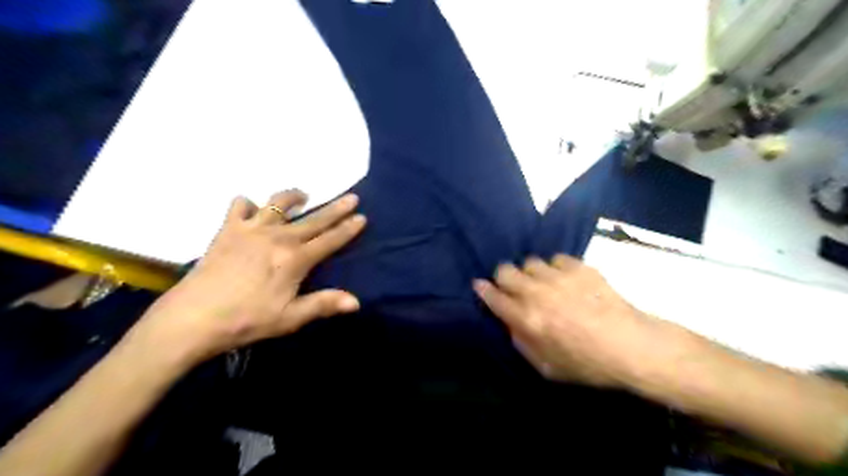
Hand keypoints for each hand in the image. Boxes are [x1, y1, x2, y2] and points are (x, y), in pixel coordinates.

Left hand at [128, 190, 363, 367]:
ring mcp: (251, 230)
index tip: (362, 217)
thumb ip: (323, 305)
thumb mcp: (289, 318)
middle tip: (352, 197)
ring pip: (278, 203)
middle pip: (313, 219)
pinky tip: (253, 210)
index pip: (329, 240)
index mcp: (295, 260)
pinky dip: (249, 204)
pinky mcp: (227, 230)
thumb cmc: (245, 321)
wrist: (191, 319)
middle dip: (336, 208)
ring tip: (304, 195)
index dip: (348, 229)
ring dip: (294, 197)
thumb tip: (357, 302)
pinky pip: (240, 205)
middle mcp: (277, 238)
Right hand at [473, 256, 672, 385]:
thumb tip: (509, 323)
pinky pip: (556, 259)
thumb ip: (521, 343)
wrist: (631, 346)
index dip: (483, 290)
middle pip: (505, 271)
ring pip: (530, 262)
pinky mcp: (578, 267)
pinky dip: (556, 268)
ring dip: (531, 273)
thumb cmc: (587, 364)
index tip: (479, 285)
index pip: (493, 298)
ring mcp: (558, 277)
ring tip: (543, 282)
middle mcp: (536, 293)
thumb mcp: (546, 368)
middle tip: (513, 285)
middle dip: (503, 277)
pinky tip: (566, 279)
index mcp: (526, 319)